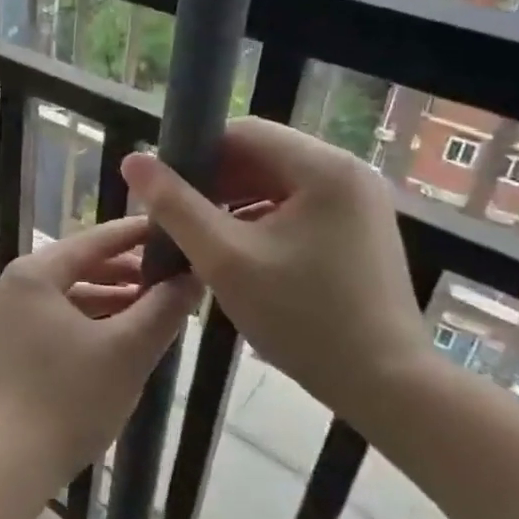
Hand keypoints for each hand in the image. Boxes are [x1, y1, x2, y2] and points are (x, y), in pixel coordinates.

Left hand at [0, 217, 201, 486]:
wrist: (8, 460)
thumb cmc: (69, 397)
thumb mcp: (127, 351)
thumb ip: (162, 309)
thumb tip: (193, 277)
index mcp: (34, 273)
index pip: (94, 241)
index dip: (136, 235)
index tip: (173, 229)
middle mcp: (14, 284)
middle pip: (80, 266)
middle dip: (127, 272)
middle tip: (174, 277)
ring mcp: (7, 315)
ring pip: (69, 295)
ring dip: (111, 299)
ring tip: (157, 306)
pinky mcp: (9, 344)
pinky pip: (57, 318)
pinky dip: (90, 321)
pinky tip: (123, 335)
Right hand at [121, 119, 429, 427]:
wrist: (386, 386)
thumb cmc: (301, 317)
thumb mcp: (223, 258)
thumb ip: (174, 205)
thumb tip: (132, 160)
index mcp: (324, 168)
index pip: (243, 132)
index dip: (196, 153)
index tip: (164, 188)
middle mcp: (348, 172)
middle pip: (260, 155)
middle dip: (213, 181)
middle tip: (175, 216)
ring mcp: (358, 201)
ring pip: (275, 181)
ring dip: (233, 201)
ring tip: (198, 235)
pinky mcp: (357, 228)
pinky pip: (295, 205)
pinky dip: (260, 218)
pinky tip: (235, 250)